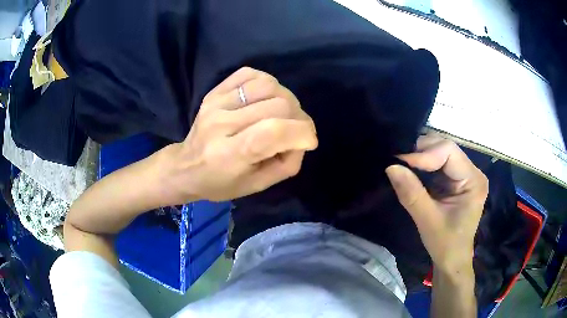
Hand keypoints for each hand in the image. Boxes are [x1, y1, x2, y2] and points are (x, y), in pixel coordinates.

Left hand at [159, 67, 317, 202]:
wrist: (185, 167)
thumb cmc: (220, 183)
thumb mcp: (257, 186)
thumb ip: (286, 164)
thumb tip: (302, 138)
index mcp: (231, 154)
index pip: (274, 131)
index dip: (302, 132)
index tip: (309, 140)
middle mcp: (222, 124)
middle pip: (277, 105)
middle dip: (298, 117)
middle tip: (295, 129)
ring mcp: (216, 103)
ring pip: (267, 85)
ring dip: (285, 98)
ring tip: (282, 113)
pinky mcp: (214, 91)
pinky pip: (250, 73)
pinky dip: (267, 83)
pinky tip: (265, 98)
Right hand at [385, 134, 487, 272]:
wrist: (452, 260)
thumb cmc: (445, 244)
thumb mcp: (428, 221)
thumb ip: (411, 193)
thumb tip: (390, 166)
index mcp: (473, 180)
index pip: (448, 151)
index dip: (424, 154)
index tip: (399, 162)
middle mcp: (473, 172)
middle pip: (445, 148)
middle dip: (421, 152)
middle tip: (398, 161)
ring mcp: (466, 174)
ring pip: (441, 152)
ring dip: (421, 156)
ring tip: (402, 163)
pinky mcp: (457, 179)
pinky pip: (439, 163)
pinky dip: (424, 164)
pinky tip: (412, 169)